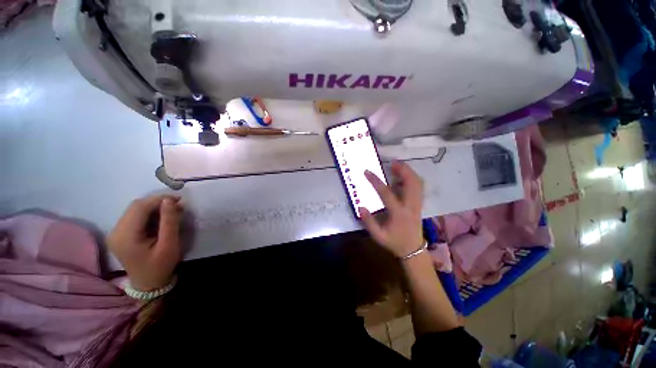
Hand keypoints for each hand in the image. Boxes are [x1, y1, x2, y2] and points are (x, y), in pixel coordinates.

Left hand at [107, 195, 183, 290]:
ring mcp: (116, 232)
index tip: (179, 199)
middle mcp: (116, 231)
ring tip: (171, 211)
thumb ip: (169, 221)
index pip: (140, 207)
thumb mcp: (169, 244)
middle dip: (157, 202)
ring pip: (134, 209)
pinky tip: (160, 218)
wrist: (148, 284)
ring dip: (154, 207)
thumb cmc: (161, 266)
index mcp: (126, 236)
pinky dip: (149, 213)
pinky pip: (134, 216)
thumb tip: (170, 201)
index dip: (159, 199)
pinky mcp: (120, 234)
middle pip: (136, 206)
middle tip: (177, 205)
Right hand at [359, 161, 423, 257]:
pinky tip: (404, 176)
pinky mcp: (419, 204)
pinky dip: (413, 178)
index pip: (386, 193)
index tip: (367, 172)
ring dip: (409, 172)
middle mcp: (411, 206)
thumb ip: (368, 222)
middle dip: (403, 170)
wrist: (413, 249)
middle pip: (411, 183)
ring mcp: (417, 204)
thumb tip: (360, 206)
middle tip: (392, 162)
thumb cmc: (394, 242)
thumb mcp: (378, 236)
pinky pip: (419, 187)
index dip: (376, 181)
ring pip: (418, 183)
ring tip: (398, 166)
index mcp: (398, 213)